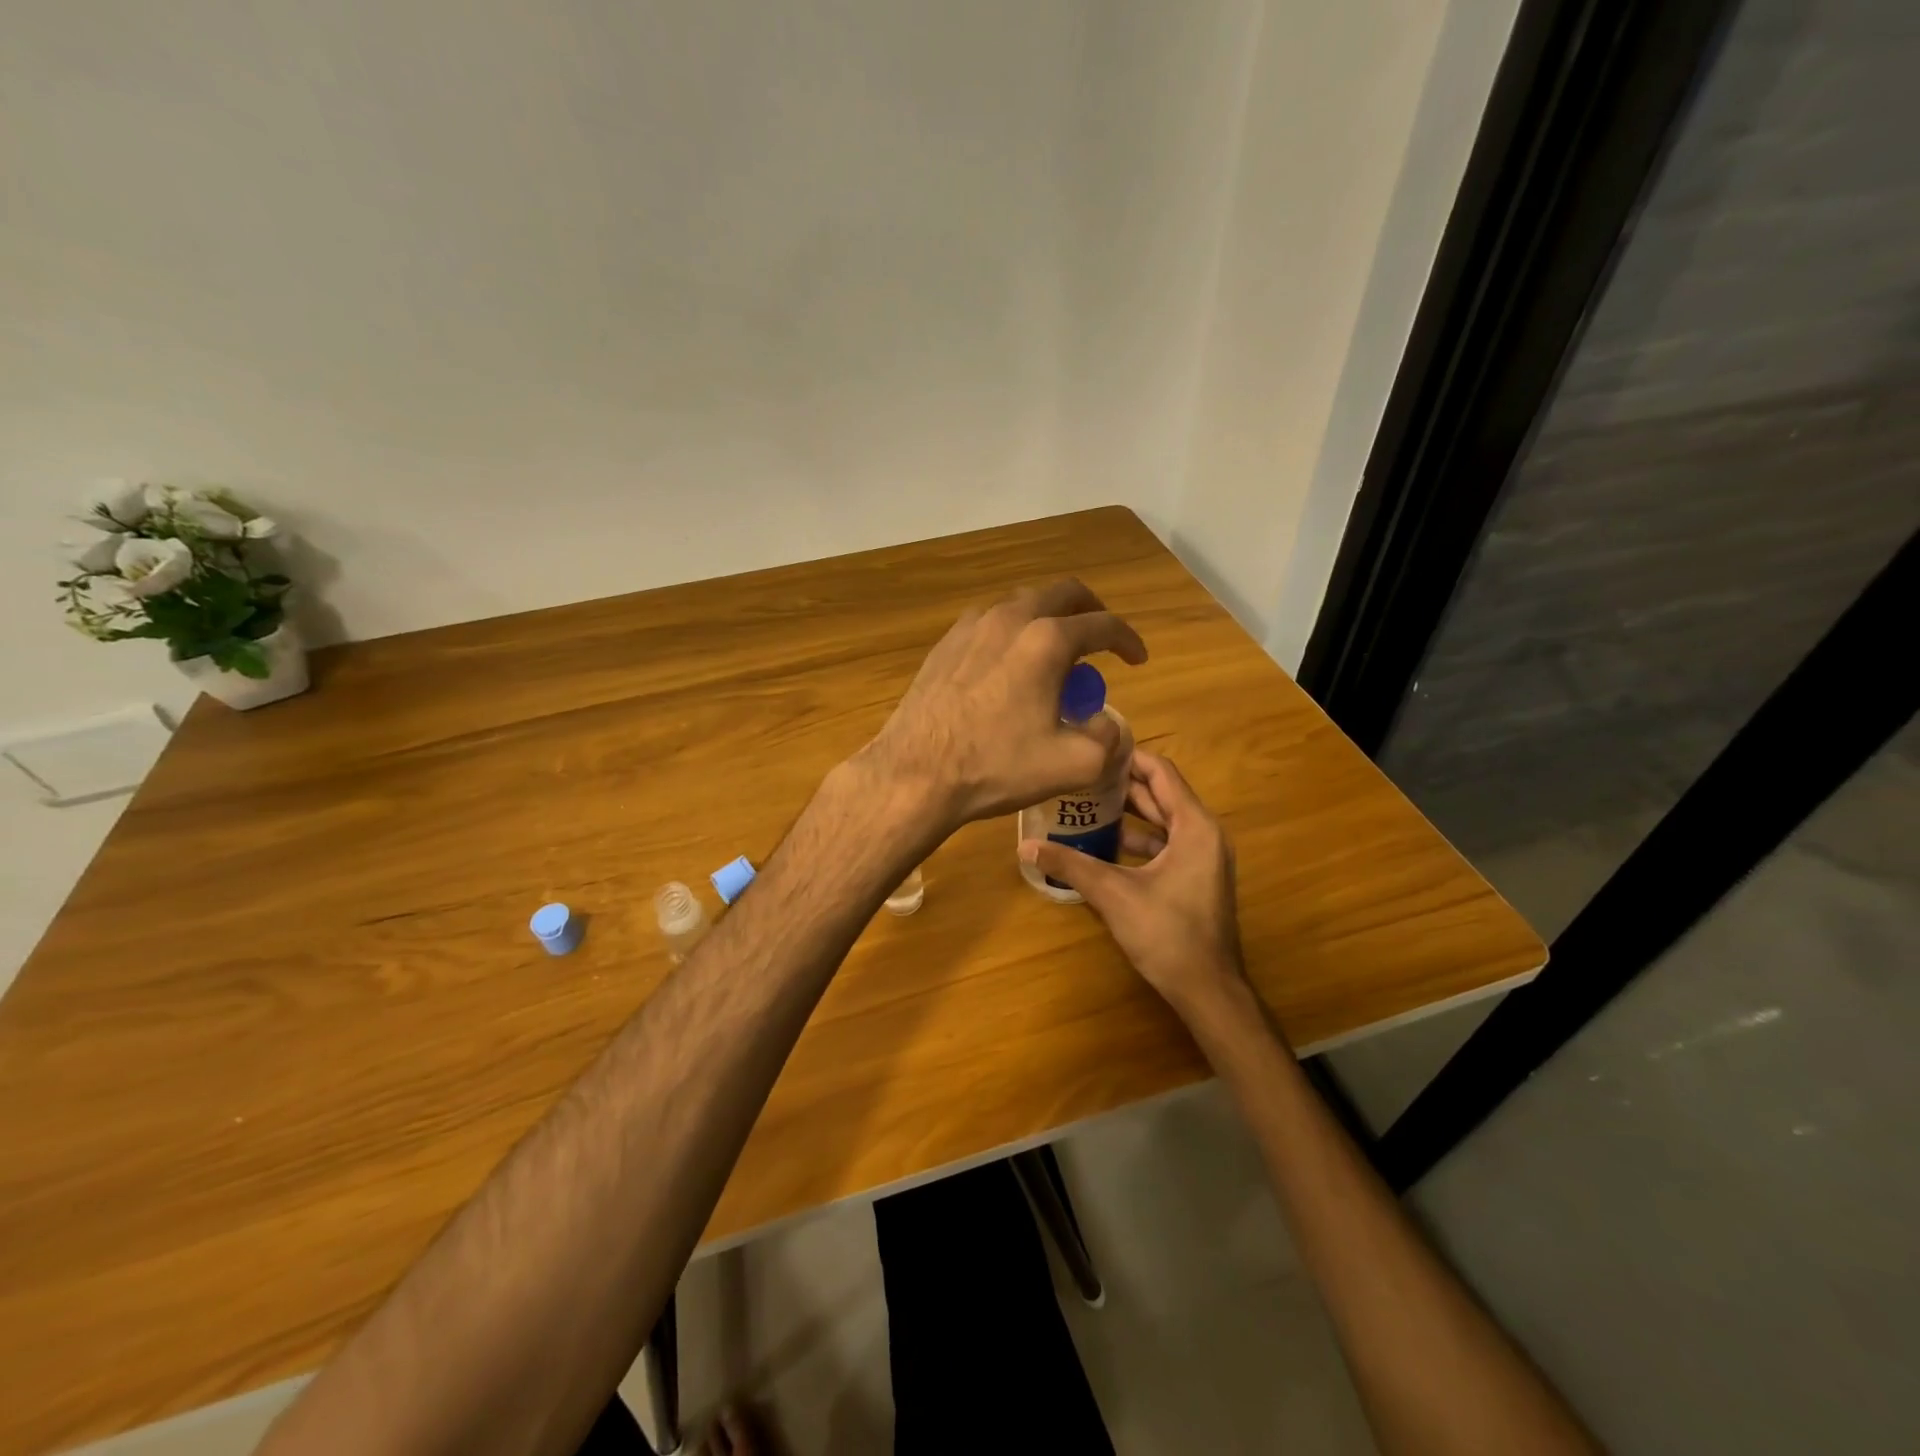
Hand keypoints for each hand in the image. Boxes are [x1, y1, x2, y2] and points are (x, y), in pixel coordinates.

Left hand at [860, 579, 1147, 828]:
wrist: (916, 773)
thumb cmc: (997, 767)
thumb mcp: (1074, 764)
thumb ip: (1107, 738)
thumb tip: (1104, 723)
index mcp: (1047, 640)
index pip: (1103, 624)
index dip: (1128, 640)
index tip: (1137, 659)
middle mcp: (1010, 618)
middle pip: (1062, 594)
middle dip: (1090, 611)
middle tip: (1100, 639)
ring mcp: (971, 627)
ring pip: (1022, 604)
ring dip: (1048, 619)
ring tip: (1054, 654)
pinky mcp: (944, 644)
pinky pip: (989, 623)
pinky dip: (1012, 633)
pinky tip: (1008, 665)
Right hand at [1020, 750, 1243, 1016]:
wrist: (1208, 990)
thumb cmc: (1167, 934)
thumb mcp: (1113, 894)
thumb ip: (1070, 865)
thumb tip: (1024, 846)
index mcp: (1195, 826)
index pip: (1161, 773)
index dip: (1128, 758)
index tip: (1093, 751)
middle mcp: (1205, 834)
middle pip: (1162, 795)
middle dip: (1122, 786)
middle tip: (1080, 778)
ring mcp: (1204, 858)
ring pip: (1163, 822)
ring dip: (1129, 814)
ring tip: (1086, 807)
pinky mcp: (1197, 879)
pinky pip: (1166, 845)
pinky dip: (1138, 840)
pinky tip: (1104, 846)